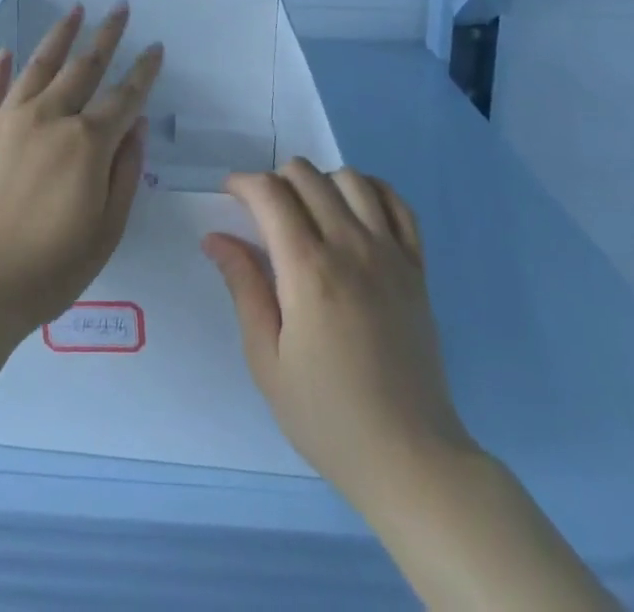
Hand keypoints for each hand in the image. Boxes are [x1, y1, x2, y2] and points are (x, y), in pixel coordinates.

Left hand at [0, 2, 162, 350]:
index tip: (156, 47)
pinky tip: (7, 51)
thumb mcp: (106, 232)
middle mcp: (47, 119)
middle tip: (120, 8)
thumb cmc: (48, 270)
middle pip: (83, 67)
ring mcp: (5, 121)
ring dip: (59, 36)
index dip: (144, 72)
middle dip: (106, 36)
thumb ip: (125, 173)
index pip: (124, 97)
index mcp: (86, 144)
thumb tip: (137, 124)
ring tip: (74, 10)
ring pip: (38, 66)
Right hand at [203, 160, 475, 515]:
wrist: (410, 458)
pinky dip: (371, 191)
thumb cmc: (327, 416)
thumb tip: (216, 238)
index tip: (230, 197)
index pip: (270, 193)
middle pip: (307, 176)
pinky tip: (355, 212)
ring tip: (308, 213)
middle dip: (276, 181)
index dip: (243, 184)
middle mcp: (351, 247)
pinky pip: (397, 204)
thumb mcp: (266, 360)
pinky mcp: (417, 268)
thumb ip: (243, 287)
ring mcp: (390, 254)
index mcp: (309, 270)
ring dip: (321, 182)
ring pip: (351, 179)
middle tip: (264, 214)